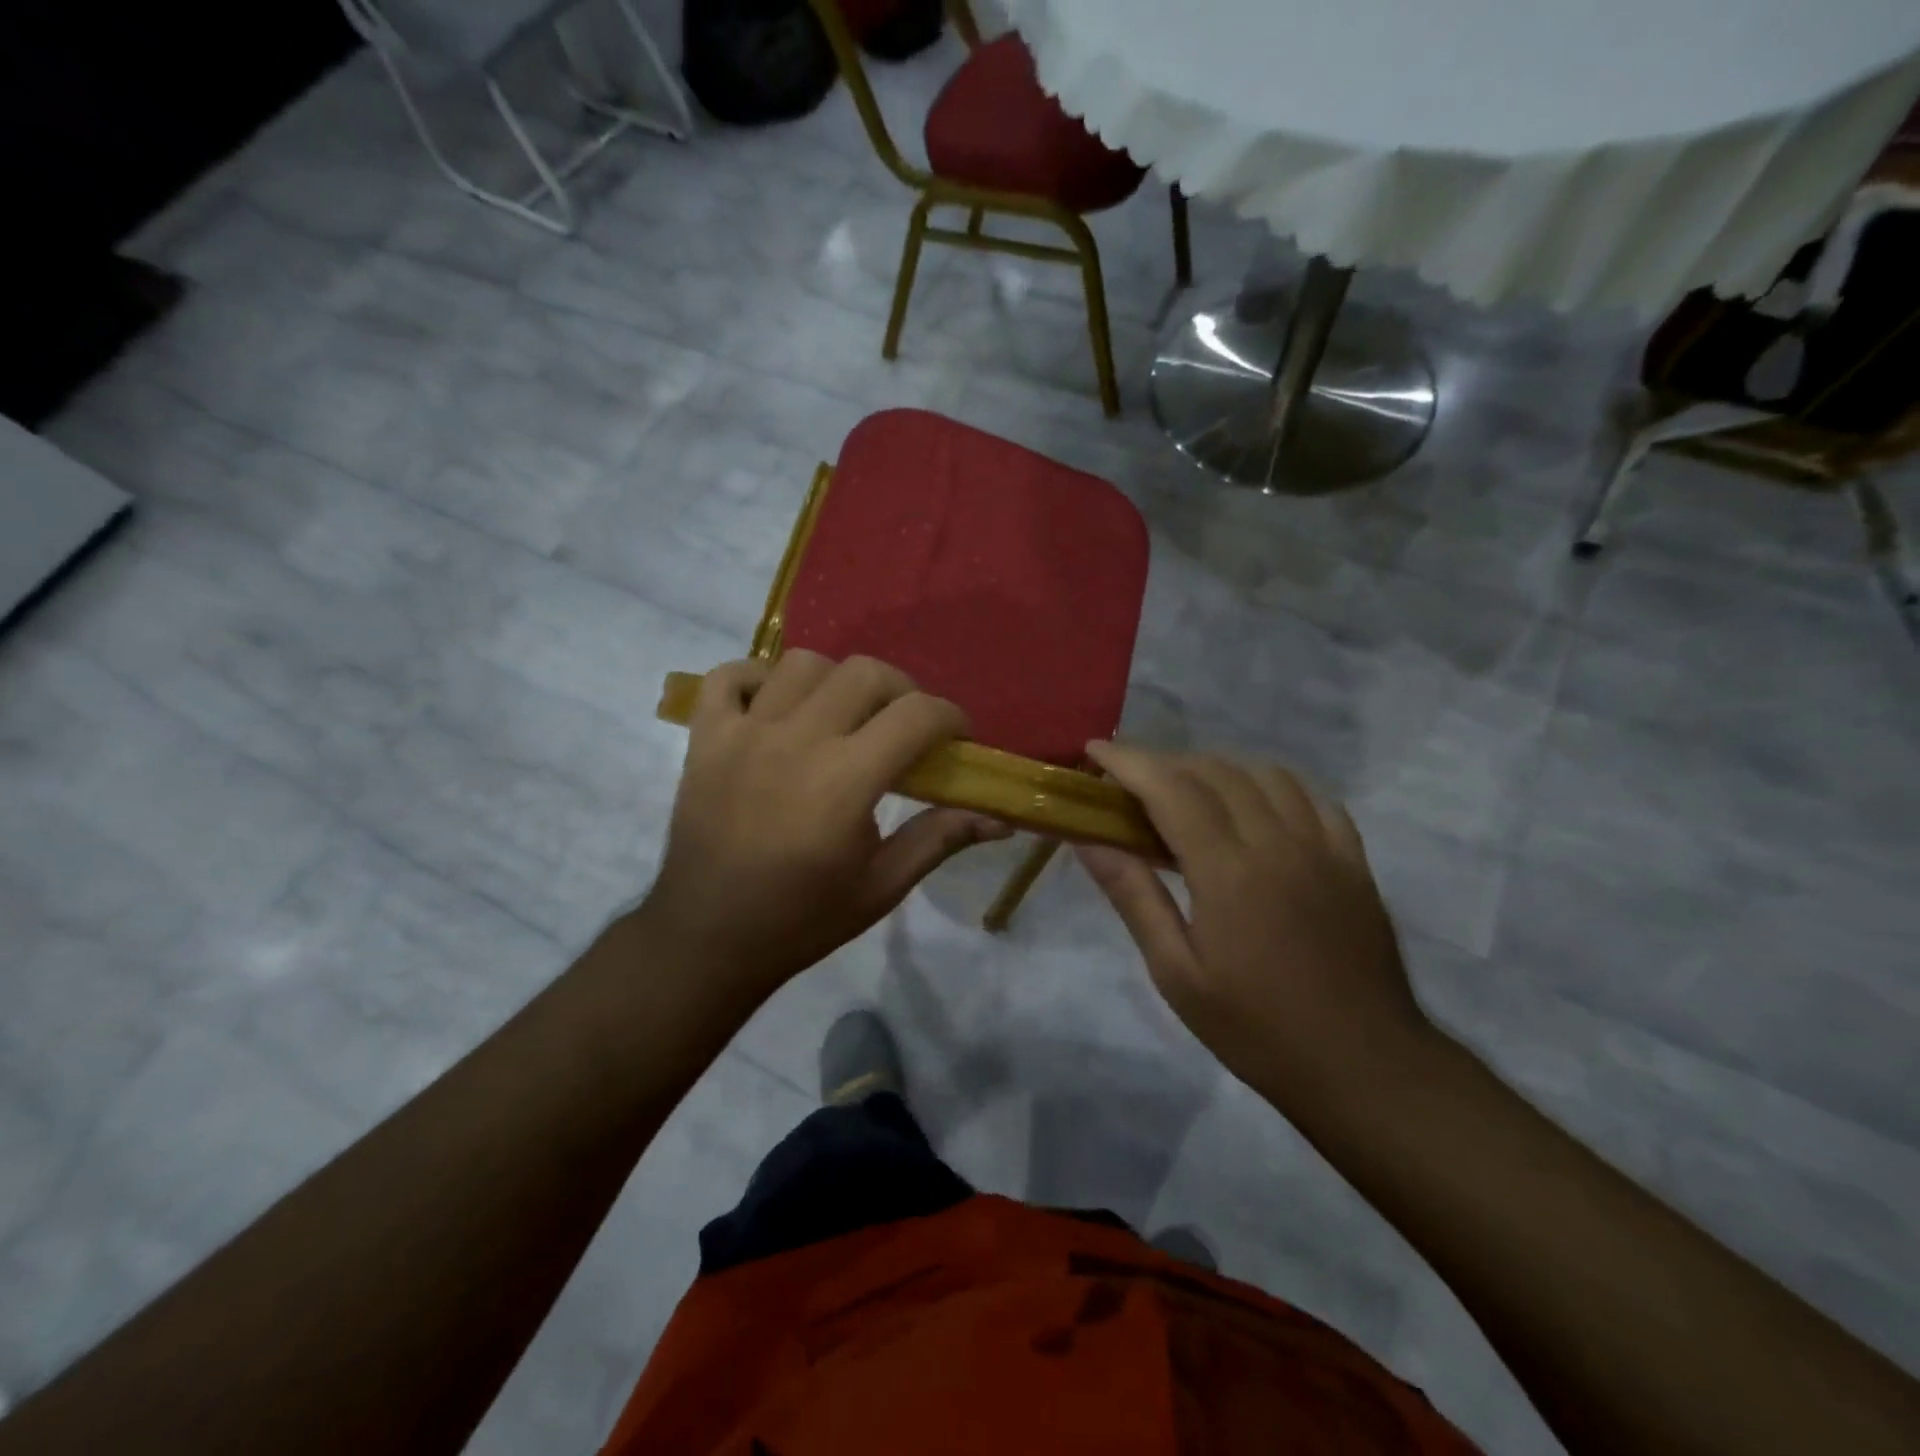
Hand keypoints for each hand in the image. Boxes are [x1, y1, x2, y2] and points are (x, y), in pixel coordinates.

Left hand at [640, 652, 1009, 1010]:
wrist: (708, 938)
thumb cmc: (802, 918)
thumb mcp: (882, 886)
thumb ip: (940, 838)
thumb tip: (1001, 820)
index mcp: (845, 781)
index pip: (916, 715)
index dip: (950, 718)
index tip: (957, 738)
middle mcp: (796, 741)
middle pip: (865, 673)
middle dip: (902, 691)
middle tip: (906, 728)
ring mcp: (744, 733)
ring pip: (803, 663)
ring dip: (837, 681)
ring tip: (844, 716)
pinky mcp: (705, 737)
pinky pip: (730, 676)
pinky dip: (759, 678)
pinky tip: (778, 707)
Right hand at [1075, 743, 1435, 1115]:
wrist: (1363, 1066)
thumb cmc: (1256, 1028)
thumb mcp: (1177, 973)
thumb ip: (1134, 896)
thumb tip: (1088, 840)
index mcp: (1228, 871)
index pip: (1171, 789)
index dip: (1129, 761)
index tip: (1094, 750)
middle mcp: (1277, 841)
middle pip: (1214, 771)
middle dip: (1164, 761)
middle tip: (1129, 780)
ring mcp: (1322, 846)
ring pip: (1264, 774)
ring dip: (1216, 767)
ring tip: (1186, 789)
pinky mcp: (1353, 860)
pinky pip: (1311, 796)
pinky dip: (1272, 784)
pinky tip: (1254, 801)